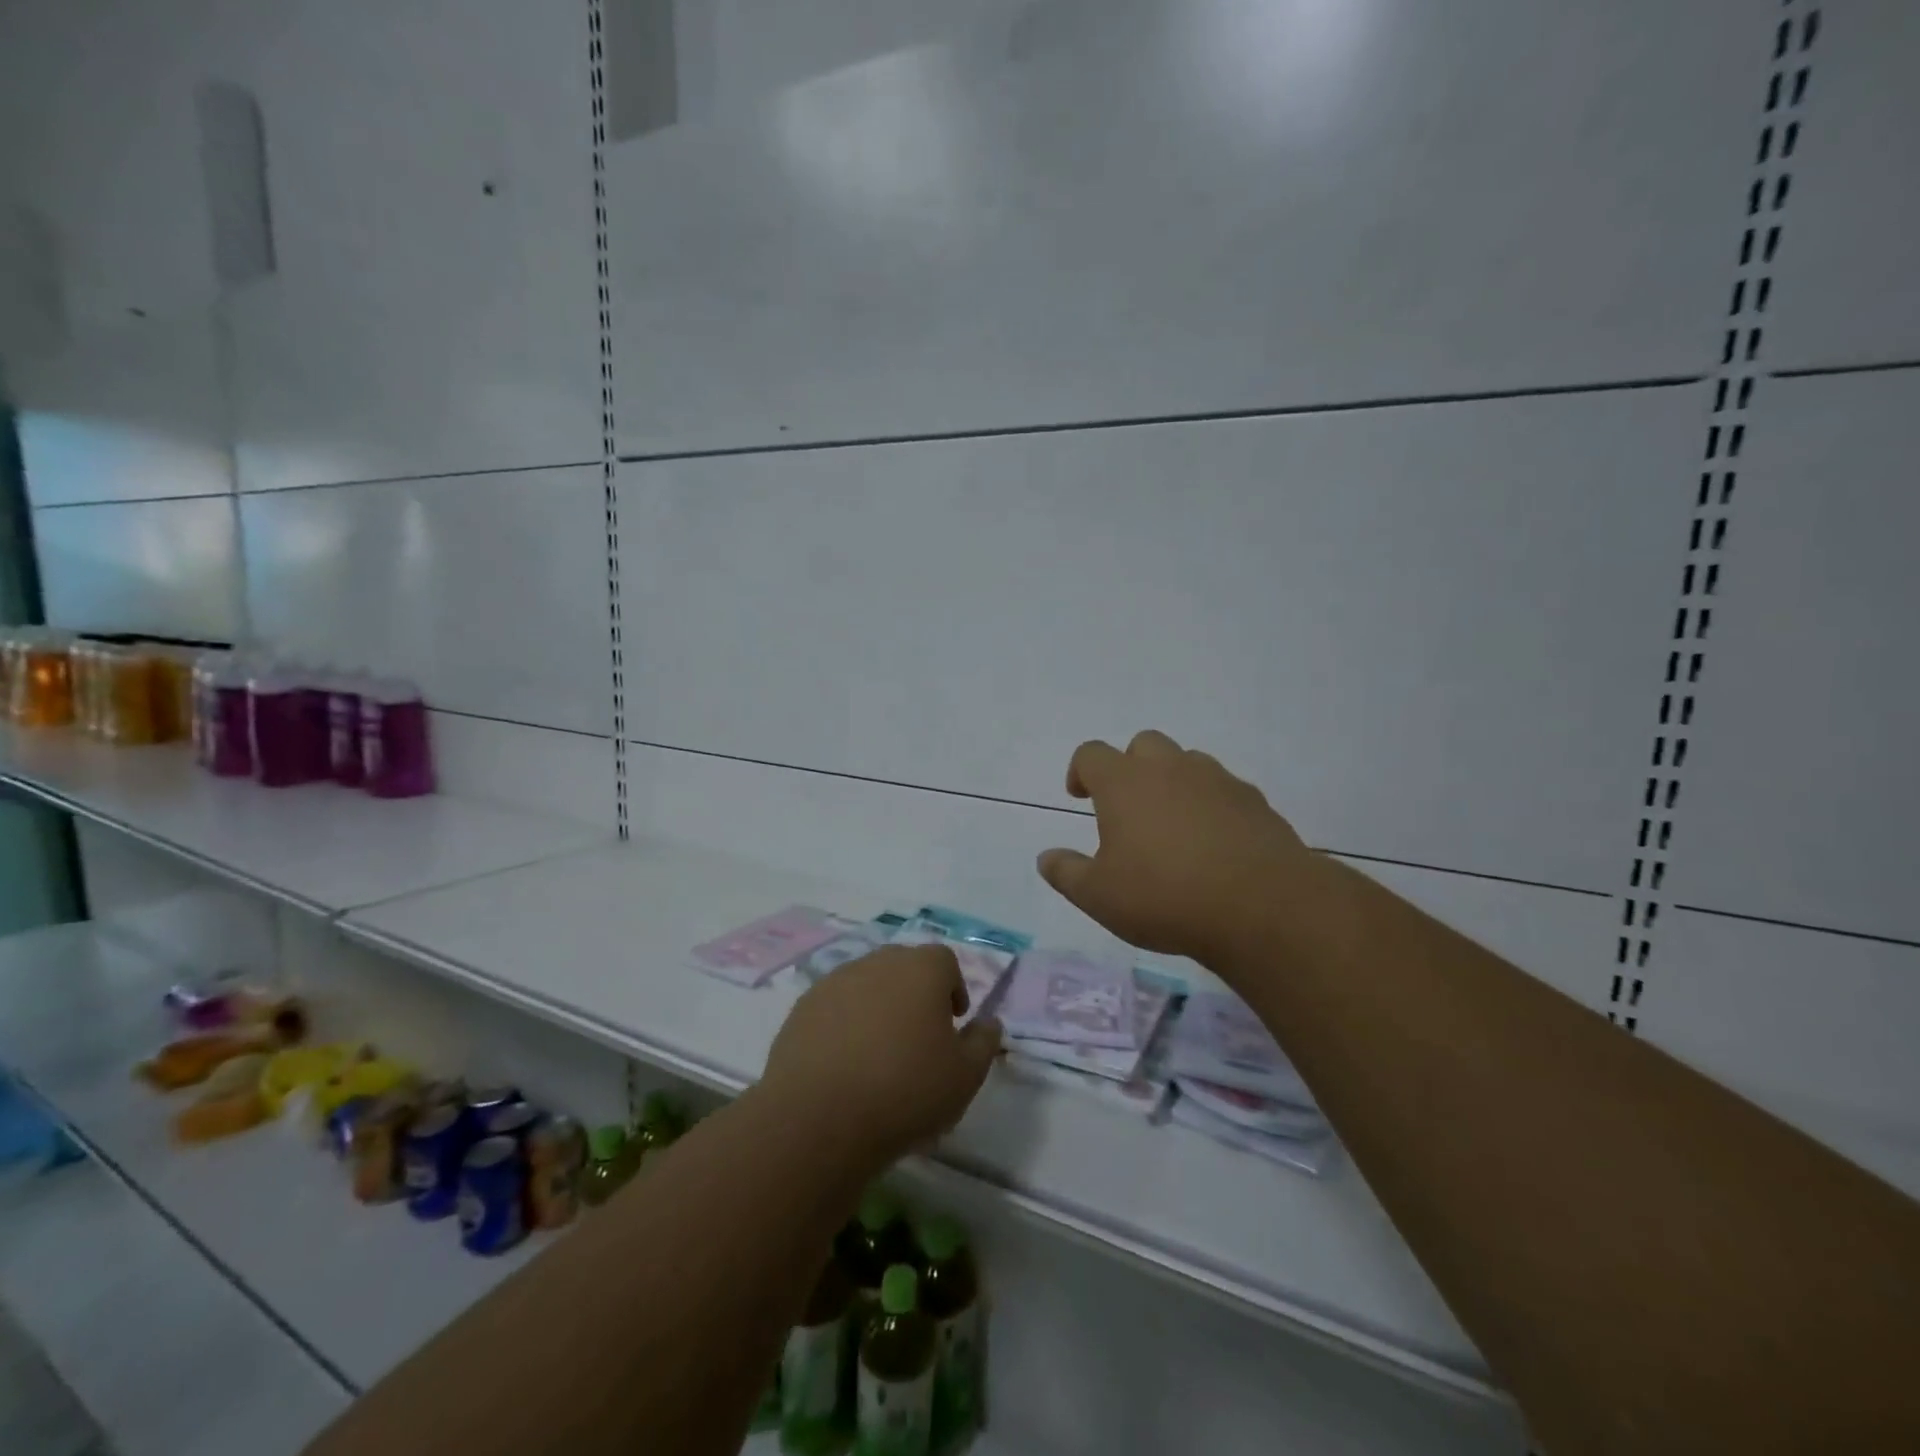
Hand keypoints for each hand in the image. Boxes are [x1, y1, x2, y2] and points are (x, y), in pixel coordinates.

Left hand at [762, 944, 1001, 1164]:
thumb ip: (983, 1043)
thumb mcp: (965, 1076)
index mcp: (921, 969)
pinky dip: (844, 1024)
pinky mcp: (803, 1008)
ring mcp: (835, 982)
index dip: (953, 988)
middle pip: (904, 967)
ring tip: (879, 1054)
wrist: (818, 1117)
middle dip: (915, 994)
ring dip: (878, 1008)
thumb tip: (989, 1022)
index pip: (944, 960)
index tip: (952, 1023)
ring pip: (867, 984)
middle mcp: (878, 963)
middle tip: (918, 1037)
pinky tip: (845, 1064)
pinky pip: (835, 1007)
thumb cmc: (905, 1091)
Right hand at [1037, 730, 1310, 964]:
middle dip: (1130, 767)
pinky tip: (1213, 843)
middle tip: (1128, 808)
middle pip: (1142, 745)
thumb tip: (1046, 857)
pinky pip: (1223, 789)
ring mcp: (1216, 780)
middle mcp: (1169, 768)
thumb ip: (1066, 872)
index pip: (1091, 754)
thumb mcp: (1098, 896)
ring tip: (1172, 827)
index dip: (1080, 771)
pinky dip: (1210, 804)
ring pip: (1187, 762)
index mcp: (1124, 782)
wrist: (1260, 905)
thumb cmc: (1163, 896)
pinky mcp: (1254, 800)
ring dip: (1173, 782)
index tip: (1079, 796)